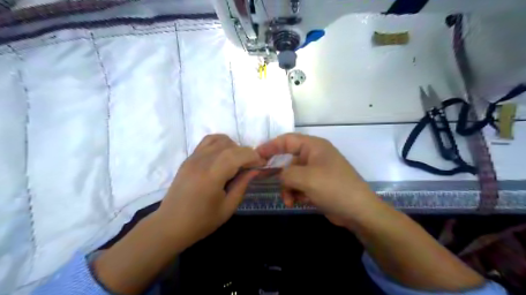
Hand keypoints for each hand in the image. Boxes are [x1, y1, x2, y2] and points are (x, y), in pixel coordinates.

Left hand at [155, 135, 262, 247]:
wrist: (170, 225)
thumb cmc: (201, 222)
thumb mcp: (228, 207)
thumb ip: (242, 185)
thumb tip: (255, 169)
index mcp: (212, 176)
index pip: (238, 154)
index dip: (253, 156)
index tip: (262, 164)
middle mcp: (202, 161)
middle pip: (231, 146)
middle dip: (246, 153)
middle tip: (251, 167)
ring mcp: (193, 157)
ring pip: (220, 140)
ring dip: (234, 147)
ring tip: (236, 162)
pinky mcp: (189, 158)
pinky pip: (208, 141)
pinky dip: (220, 144)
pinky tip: (224, 156)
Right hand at [257, 132, 380, 225]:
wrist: (358, 211)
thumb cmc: (334, 188)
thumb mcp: (306, 178)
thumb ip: (286, 174)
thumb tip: (281, 176)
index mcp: (314, 146)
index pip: (287, 140)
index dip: (270, 146)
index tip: (255, 155)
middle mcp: (315, 156)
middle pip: (288, 160)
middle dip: (281, 175)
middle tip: (267, 181)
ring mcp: (317, 171)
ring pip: (293, 175)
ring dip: (288, 188)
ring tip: (290, 200)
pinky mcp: (318, 184)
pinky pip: (300, 185)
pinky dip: (296, 193)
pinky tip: (297, 202)